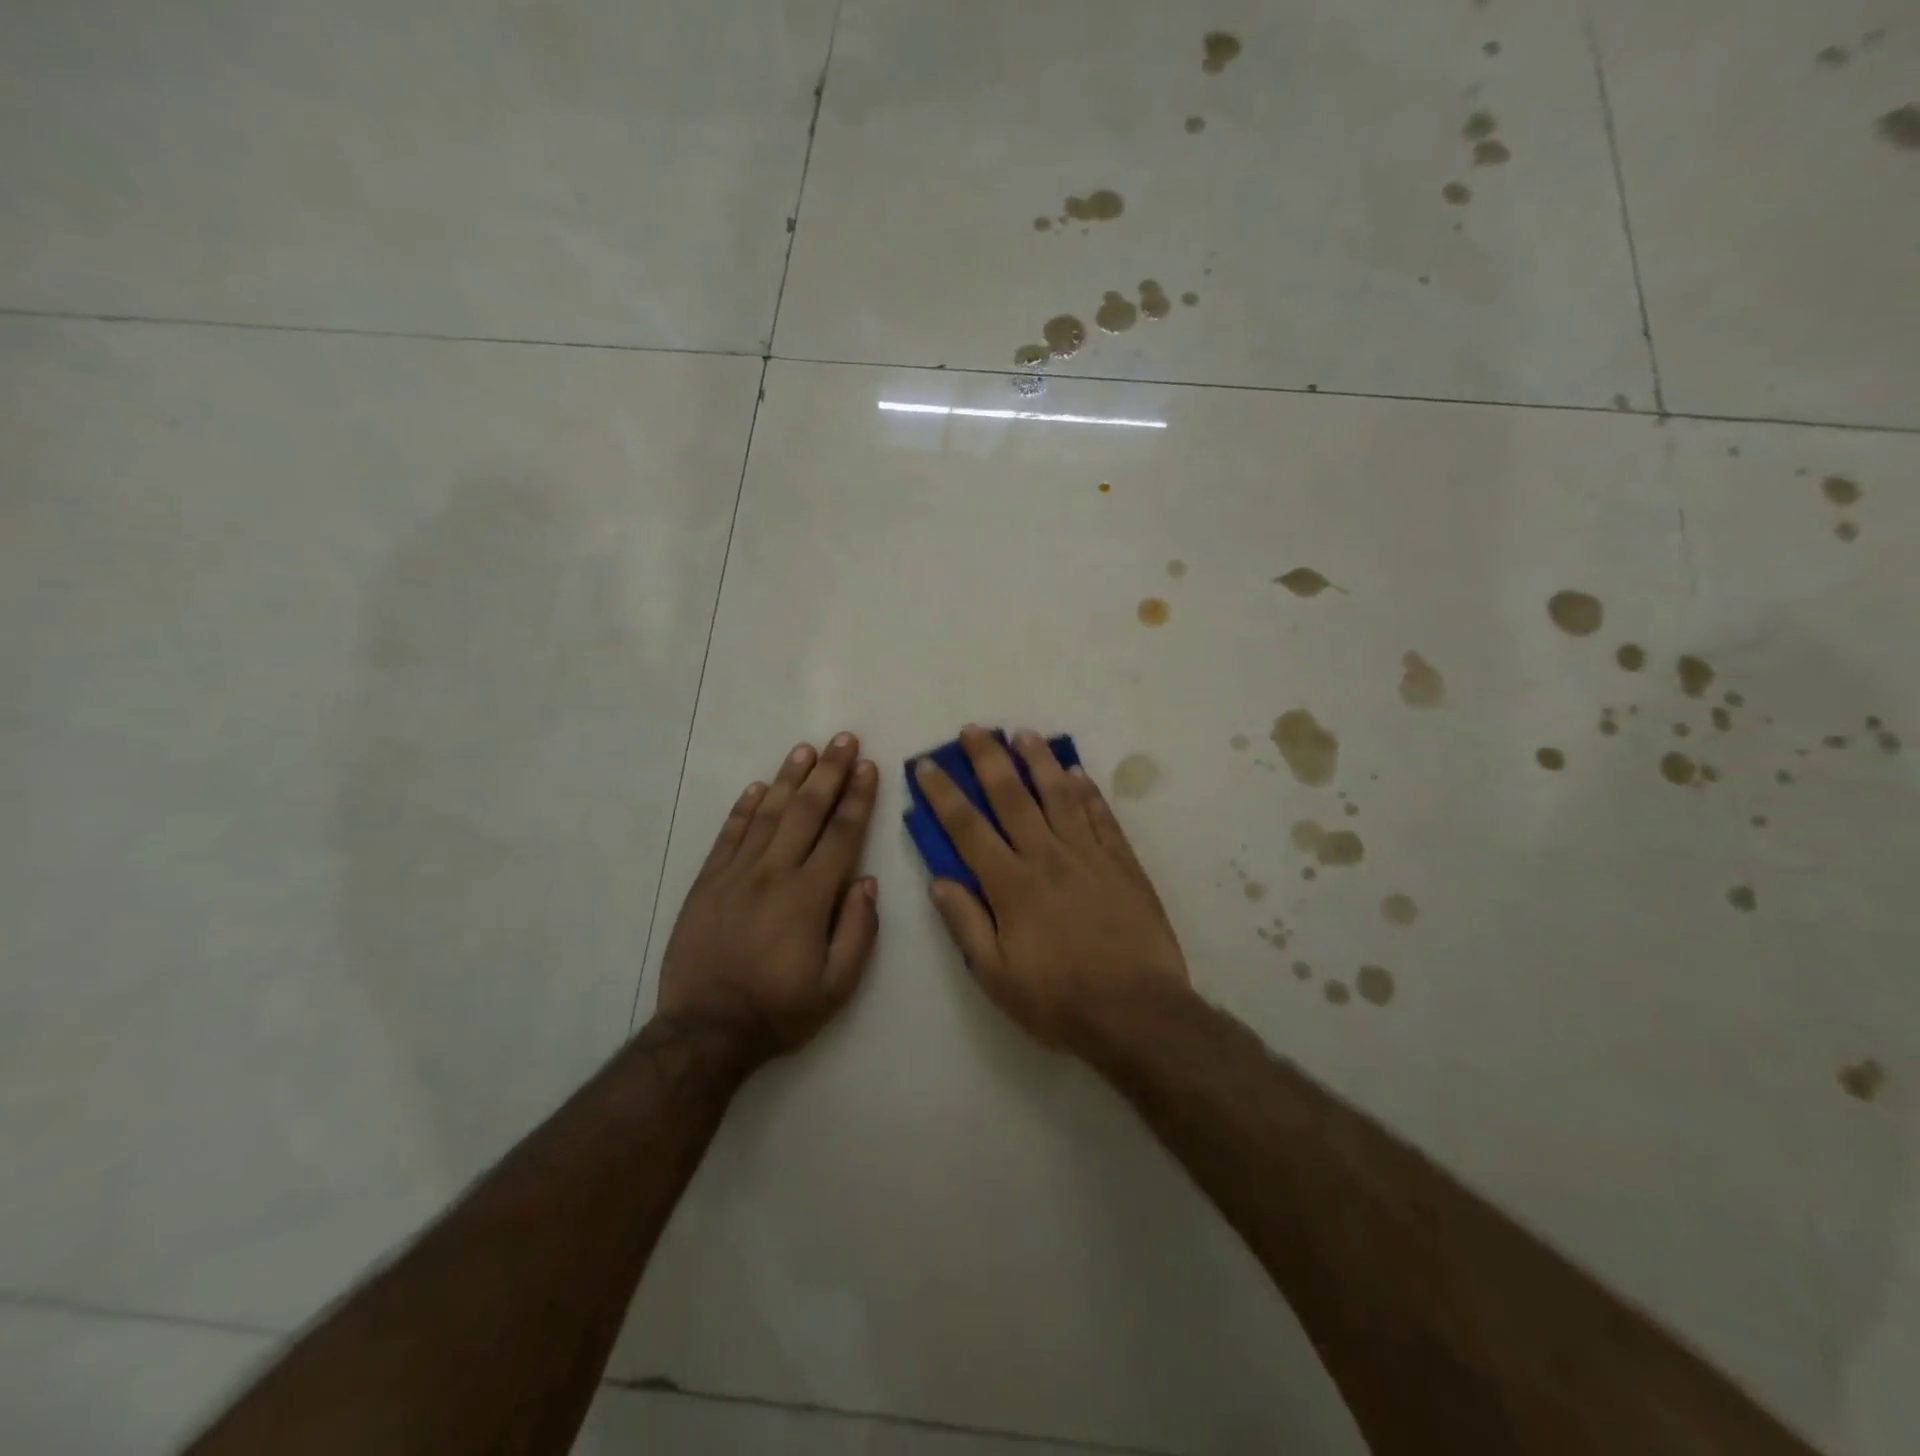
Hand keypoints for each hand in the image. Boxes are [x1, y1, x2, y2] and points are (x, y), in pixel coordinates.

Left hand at [655, 734, 879, 1061]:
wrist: (706, 1031)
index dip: (858, 798)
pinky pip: (729, 835)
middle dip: (829, 773)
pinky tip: (758, 788)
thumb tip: (867, 881)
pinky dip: (744, 808)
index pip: (841, 834)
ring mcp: (736, 874)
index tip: (869, 767)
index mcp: (809, 896)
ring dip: (788, 778)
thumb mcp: (837, 985)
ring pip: (767, 814)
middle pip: (806, 811)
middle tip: (843, 739)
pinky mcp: (707, 883)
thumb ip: (858, 930)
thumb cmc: (780, 1009)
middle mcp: (774, 873)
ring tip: (806, 749)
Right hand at [915, 725, 1190, 1051]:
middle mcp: (1047, 857)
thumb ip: (966, 923)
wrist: (1137, 1013)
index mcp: (1011, 885)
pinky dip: (1087, 790)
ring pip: (1059, 794)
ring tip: (1024, 734)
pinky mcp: (1123, 862)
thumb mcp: (996, 976)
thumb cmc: (1059, 1000)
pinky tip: (1076, 771)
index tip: (927, 765)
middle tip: (974, 730)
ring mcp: (1089, 855)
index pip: (967, 828)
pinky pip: (1101, 815)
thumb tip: (938, 879)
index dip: (944, 793)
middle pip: (1012, 797)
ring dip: (1038, 761)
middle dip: (988, 759)